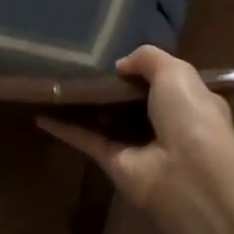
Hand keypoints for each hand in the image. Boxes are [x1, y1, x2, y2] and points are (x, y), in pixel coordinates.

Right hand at [37, 45, 233, 209]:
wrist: (188, 174)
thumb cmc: (190, 116)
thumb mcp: (175, 71)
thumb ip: (147, 58)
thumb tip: (120, 65)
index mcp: (191, 103)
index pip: (169, 84)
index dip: (148, 71)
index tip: (123, 59)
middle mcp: (167, 126)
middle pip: (135, 103)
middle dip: (114, 88)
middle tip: (84, 66)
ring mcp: (139, 147)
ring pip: (108, 122)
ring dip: (87, 107)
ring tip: (60, 83)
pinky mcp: (114, 165)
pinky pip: (87, 140)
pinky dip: (65, 129)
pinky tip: (43, 115)